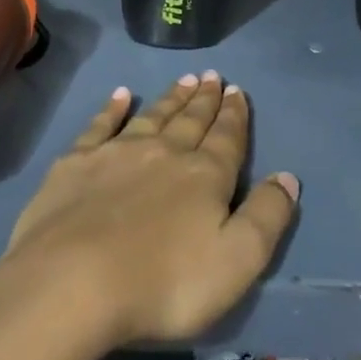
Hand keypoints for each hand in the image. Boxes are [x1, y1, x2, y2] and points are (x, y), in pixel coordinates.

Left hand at [0, 73, 298, 352]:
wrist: (73, 281)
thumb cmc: (164, 282)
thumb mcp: (236, 262)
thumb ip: (266, 217)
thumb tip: (288, 176)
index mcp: (204, 176)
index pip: (227, 139)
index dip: (235, 116)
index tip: (238, 91)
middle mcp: (164, 152)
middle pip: (190, 120)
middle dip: (205, 99)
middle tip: (213, 76)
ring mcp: (117, 153)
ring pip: (153, 116)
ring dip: (171, 98)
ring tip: (185, 79)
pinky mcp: (77, 162)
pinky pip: (101, 124)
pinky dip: (113, 107)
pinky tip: (121, 94)